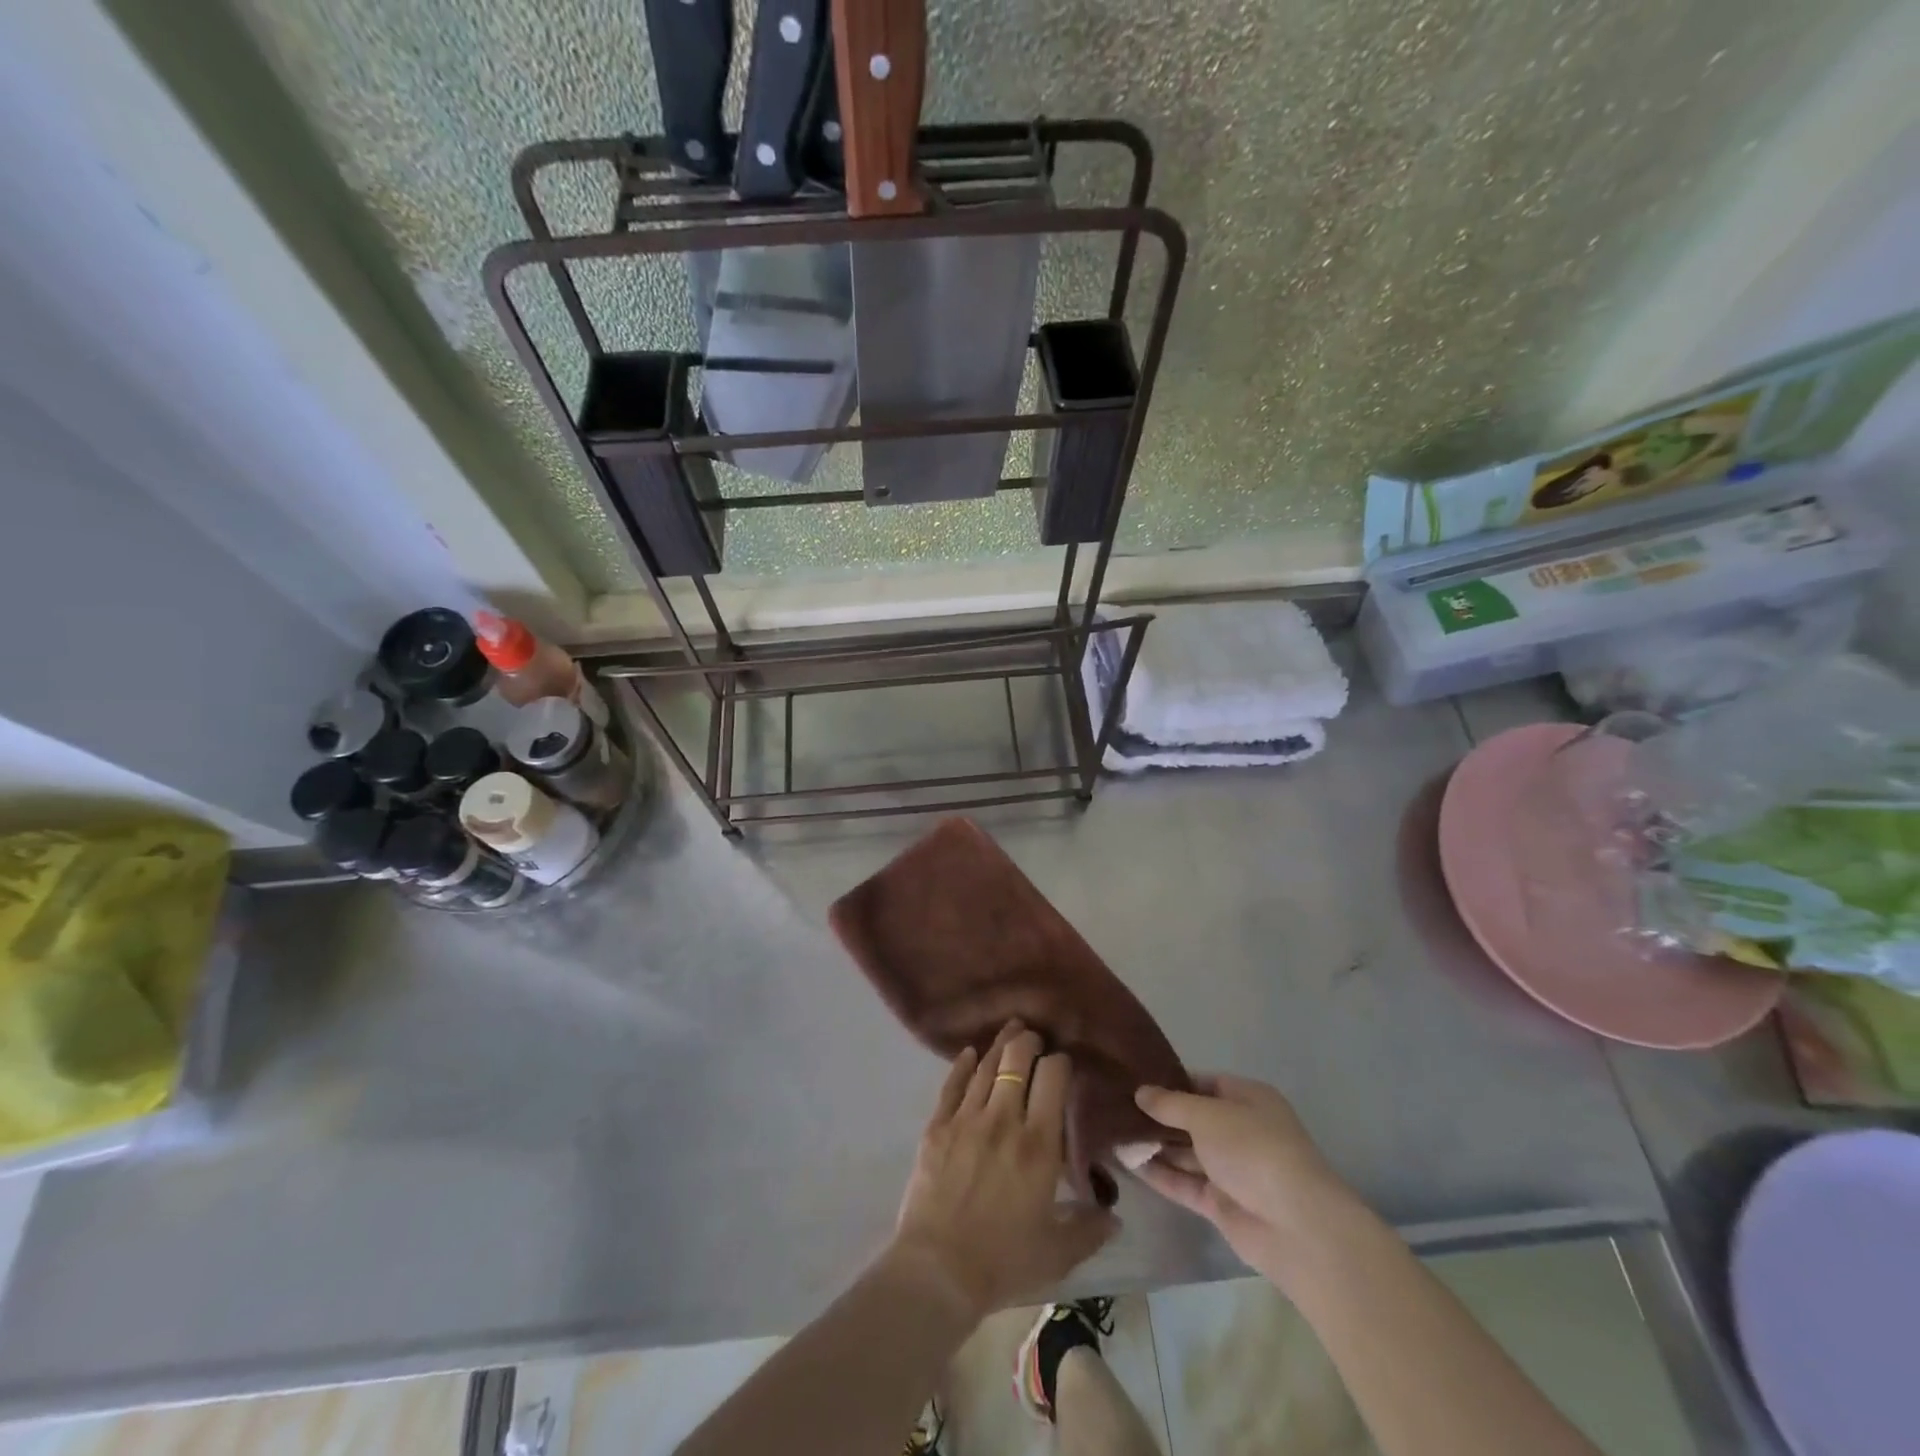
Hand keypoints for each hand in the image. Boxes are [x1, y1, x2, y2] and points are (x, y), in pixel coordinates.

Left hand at [888, 1022, 1116, 1323]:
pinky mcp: (937, 1127)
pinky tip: (970, 1053)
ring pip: (987, 1066)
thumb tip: (1115, 1217)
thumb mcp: (1058, 1252)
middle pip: (1017, 1060)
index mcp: (1039, 1144)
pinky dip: (963, 1064)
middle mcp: (1004, 1119)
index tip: (1063, 1063)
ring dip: (1000, 1044)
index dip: (1060, 1063)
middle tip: (1035, 1038)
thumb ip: (1089, 1229)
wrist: (938, 1270)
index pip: (1053, 1079)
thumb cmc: (1004, 1261)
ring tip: (1010, 1029)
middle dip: (1029, 1042)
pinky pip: (952, 1084)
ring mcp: (966, 1119)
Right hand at [1133, 1074, 1359, 1288]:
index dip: (1172, 1081)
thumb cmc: (1254, 1150)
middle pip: (1193, 1119)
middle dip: (1159, 1115)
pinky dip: (1159, 1174)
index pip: (1205, 1083)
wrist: (1296, 1226)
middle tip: (1116, 1106)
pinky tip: (1127, 1163)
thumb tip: (1141, 1092)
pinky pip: (1185, 1183)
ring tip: (1113, 1132)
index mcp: (1248, 1099)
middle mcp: (1240, 1131)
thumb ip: (1171, 1104)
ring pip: (1187, 1152)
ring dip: (1155, 1145)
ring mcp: (1232, 1170)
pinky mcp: (1221, 1203)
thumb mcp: (1207, 1115)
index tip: (1136, 1080)